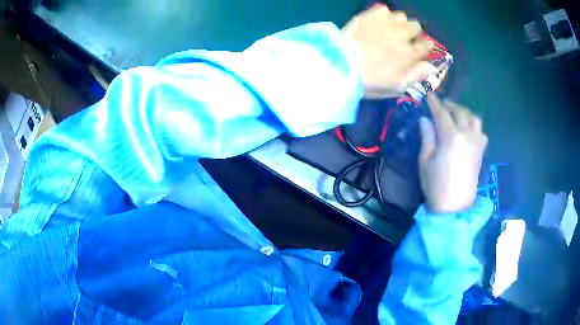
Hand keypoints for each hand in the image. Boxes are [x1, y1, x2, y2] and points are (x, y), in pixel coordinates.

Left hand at [343, 5, 437, 97]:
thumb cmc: (372, 80)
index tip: (419, 49)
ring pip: (402, 16)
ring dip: (399, 22)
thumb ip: (417, 74)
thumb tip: (432, 67)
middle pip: (416, 26)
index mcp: (410, 53)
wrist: (343, 64)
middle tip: (404, 38)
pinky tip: (377, 22)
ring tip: (390, 29)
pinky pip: (384, 9)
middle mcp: (402, 35)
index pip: (427, 45)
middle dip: (413, 32)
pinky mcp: (370, 16)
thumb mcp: (397, 85)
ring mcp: (386, 23)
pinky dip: (383, 15)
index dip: (425, 46)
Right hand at [418, 93, 487, 212]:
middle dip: (449, 105)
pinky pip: (480, 131)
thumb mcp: (425, 160)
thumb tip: (425, 120)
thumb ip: (427, 137)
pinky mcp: (480, 151)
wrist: (454, 207)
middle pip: (459, 112)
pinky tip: (467, 128)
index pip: (442, 113)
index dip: (434, 103)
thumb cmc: (436, 185)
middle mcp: (467, 135)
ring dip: (464, 111)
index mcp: (451, 137)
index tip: (429, 95)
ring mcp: (476, 143)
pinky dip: (473, 124)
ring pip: (473, 118)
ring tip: (455, 113)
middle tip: (441, 105)